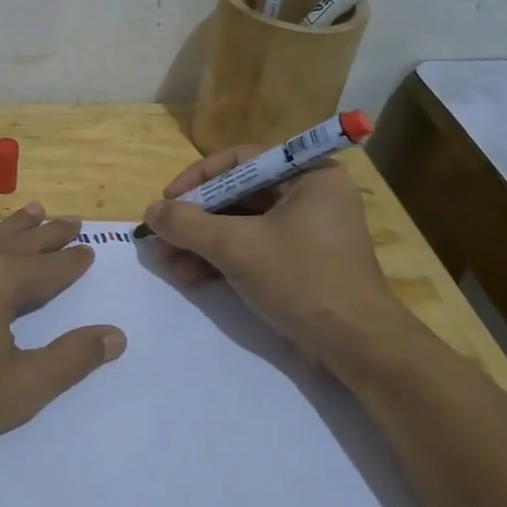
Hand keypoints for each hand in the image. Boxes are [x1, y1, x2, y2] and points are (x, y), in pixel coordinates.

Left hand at [0, 202, 126, 461]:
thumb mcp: (20, 390)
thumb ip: (71, 359)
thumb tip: (116, 335)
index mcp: (1, 283)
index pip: (50, 268)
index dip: (73, 262)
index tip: (89, 251)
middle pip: (20, 242)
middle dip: (49, 234)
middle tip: (71, 221)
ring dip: (10, 224)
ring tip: (33, 209)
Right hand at [140, 149, 413, 364]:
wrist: (356, 345)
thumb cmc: (301, 280)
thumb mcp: (236, 247)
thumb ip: (188, 224)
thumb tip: (150, 211)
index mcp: (308, 175)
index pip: (240, 160)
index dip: (198, 178)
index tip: (167, 200)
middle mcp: (310, 194)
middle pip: (237, 195)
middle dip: (195, 219)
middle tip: (160, 237)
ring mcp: (306, 230)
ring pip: (241, 225)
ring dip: (201, 243)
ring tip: (168, 263)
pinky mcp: (300, 261)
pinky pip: (252, 248)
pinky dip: (221, 259)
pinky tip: (189, 277)